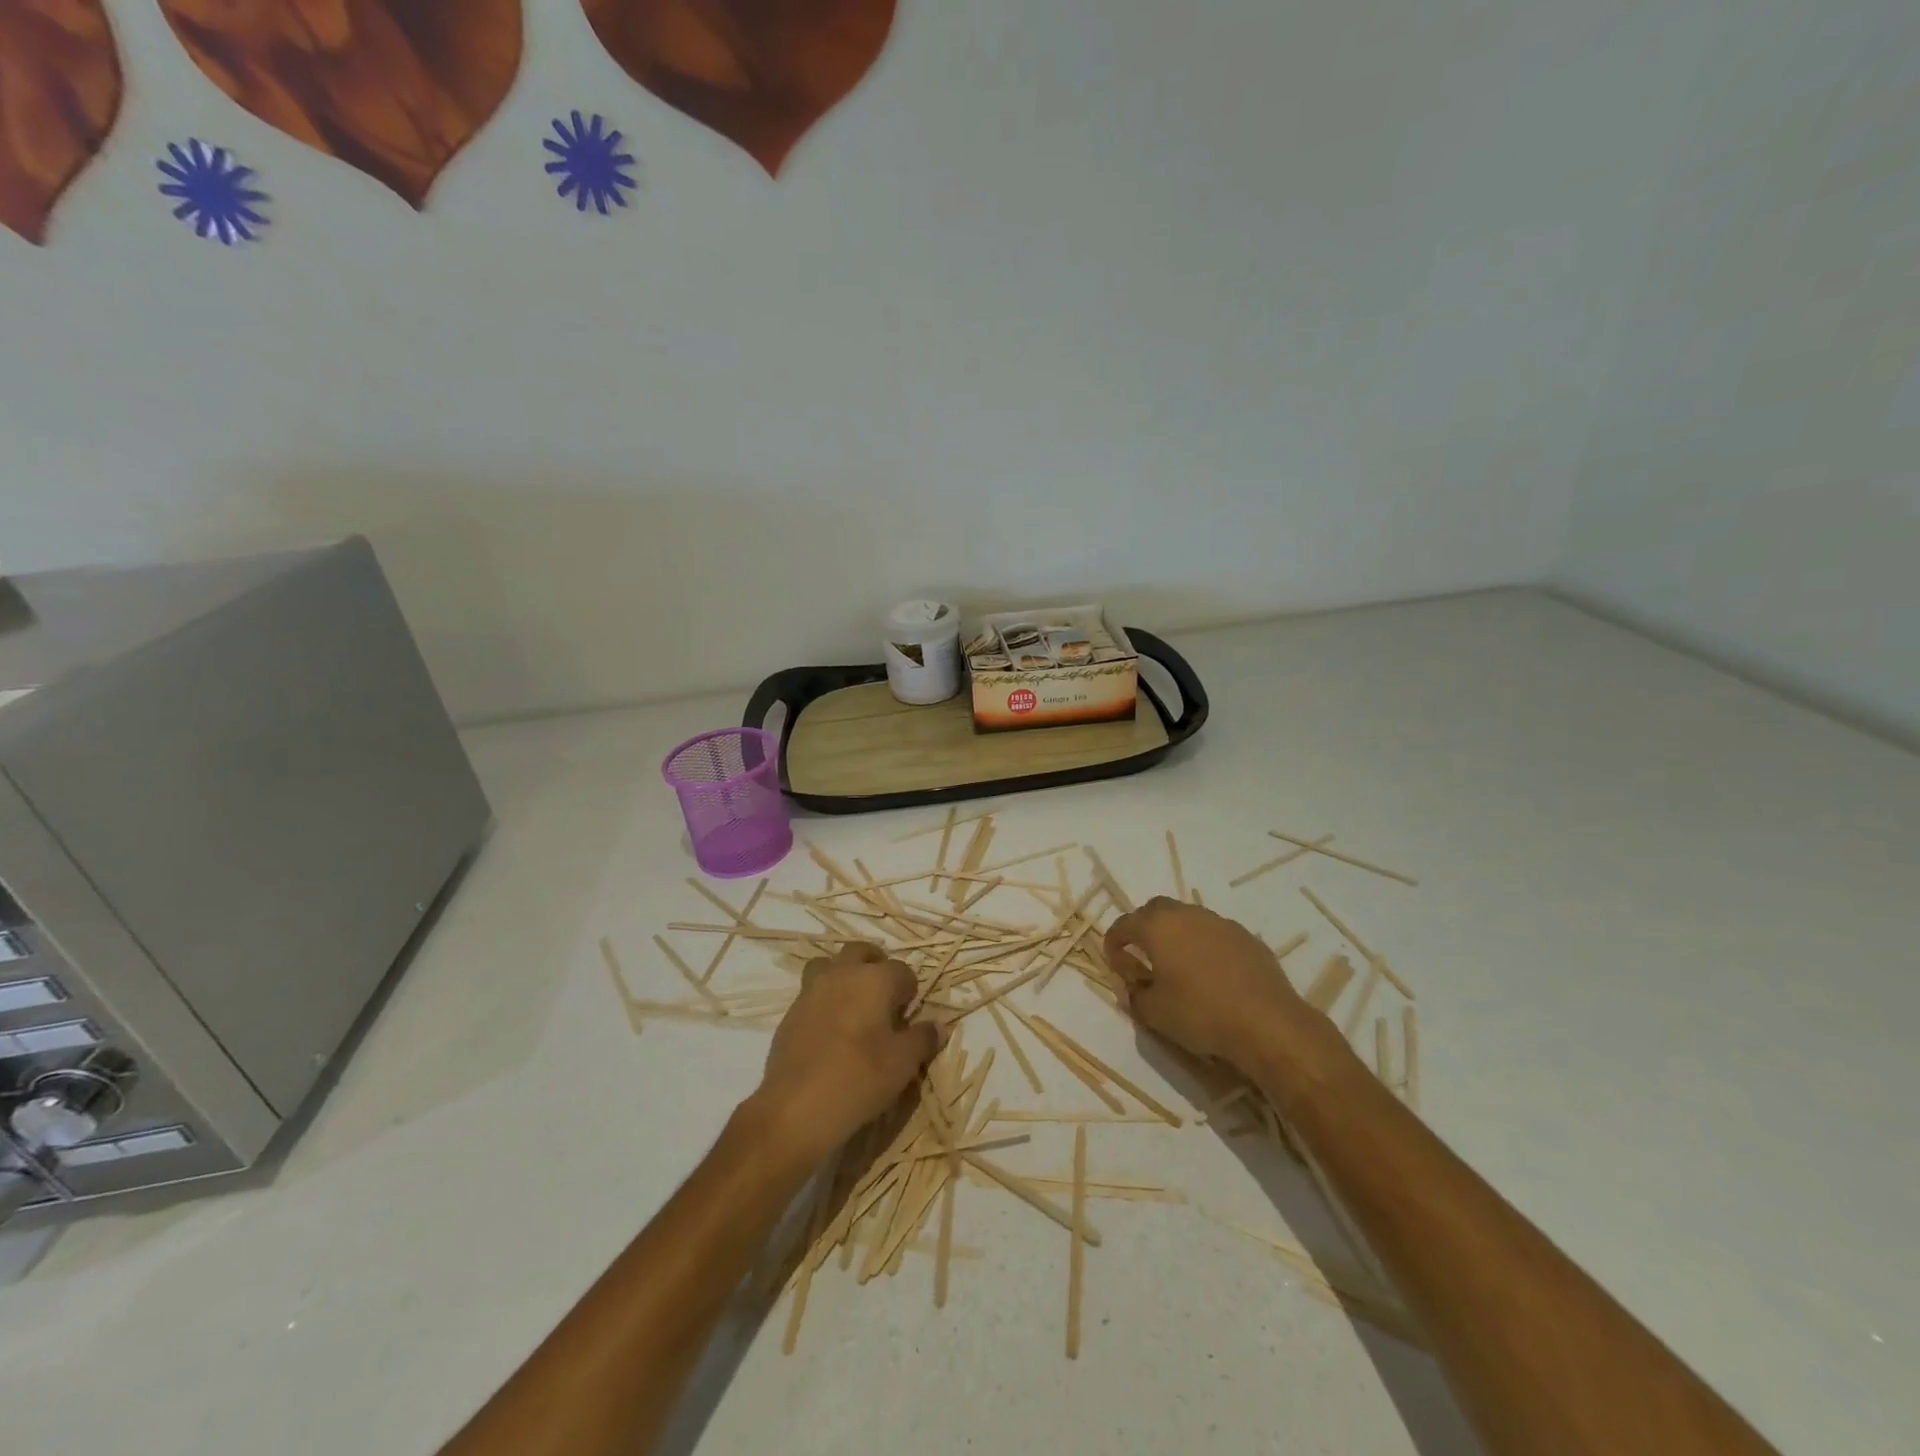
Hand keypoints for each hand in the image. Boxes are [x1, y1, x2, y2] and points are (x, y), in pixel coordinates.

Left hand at [752, 943, 941, 1164]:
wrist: (795, 1107)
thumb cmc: (859, 1078)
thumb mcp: (903, 1063)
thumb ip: (922, 1039)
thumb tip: (939, 1026)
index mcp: (875, 979)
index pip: (902, 970)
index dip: (909, 991)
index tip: (909, 1015)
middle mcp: (842, 973)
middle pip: (861, 952)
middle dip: (875, 966)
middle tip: (883, 998)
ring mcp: (811, 989)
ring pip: (830, 965)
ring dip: (844, 975)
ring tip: (853, 1005)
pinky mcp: (790, 1012)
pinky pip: (811, 992)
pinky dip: (823, 1000)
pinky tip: (830, 1030)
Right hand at [1104, 898, 1324, 1075]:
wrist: (1268, 1023)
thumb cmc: (1201, 1014)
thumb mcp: (1155, 1013)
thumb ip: (1134, 996)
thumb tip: (1130, 987)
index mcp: (1157, 927)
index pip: (1123, 925)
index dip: (1113, 944)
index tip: (1115, 964)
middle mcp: (1187, 915)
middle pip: (1155, 910)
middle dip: (1143, 928)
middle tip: (1142, 956)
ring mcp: (1220, 922)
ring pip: (1188, 918)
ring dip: (1176, 935)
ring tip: (1178, 965)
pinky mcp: (1246, 937)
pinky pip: (1214, 933)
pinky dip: (1204, 945)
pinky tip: (1211, 973)